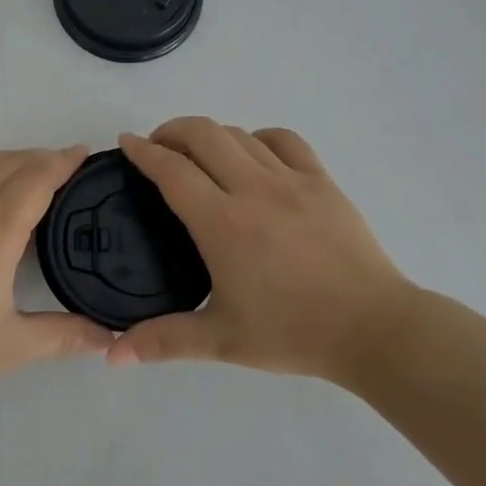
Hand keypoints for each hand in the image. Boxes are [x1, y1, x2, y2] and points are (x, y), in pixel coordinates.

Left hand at [0, 146, 112, 403]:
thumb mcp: (9, 347)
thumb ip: (63, 337)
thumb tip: (110, 339)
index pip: (38, 177)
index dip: (65, 160)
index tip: (87, 153)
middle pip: (13, 161)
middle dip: (46, 155)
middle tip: (72, 166)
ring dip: (16, 157)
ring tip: (38, 172)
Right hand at [111, 118, 414, 380]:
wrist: (372, 328)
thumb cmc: (294, 333)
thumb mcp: (222, 341)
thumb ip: (164, 340)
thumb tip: (113, 355)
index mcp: (223, 223)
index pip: (172, 170)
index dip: (143, 151)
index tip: (127, 142)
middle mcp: (253, 189)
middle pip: (203, 134)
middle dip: (172, 130)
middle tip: (158, 147)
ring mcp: (291, 179)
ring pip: (240, 134)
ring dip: (211, 134)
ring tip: (199, 152)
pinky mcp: (322, 180)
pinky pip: (284, 140)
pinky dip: (258, 138)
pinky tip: (254, 154)